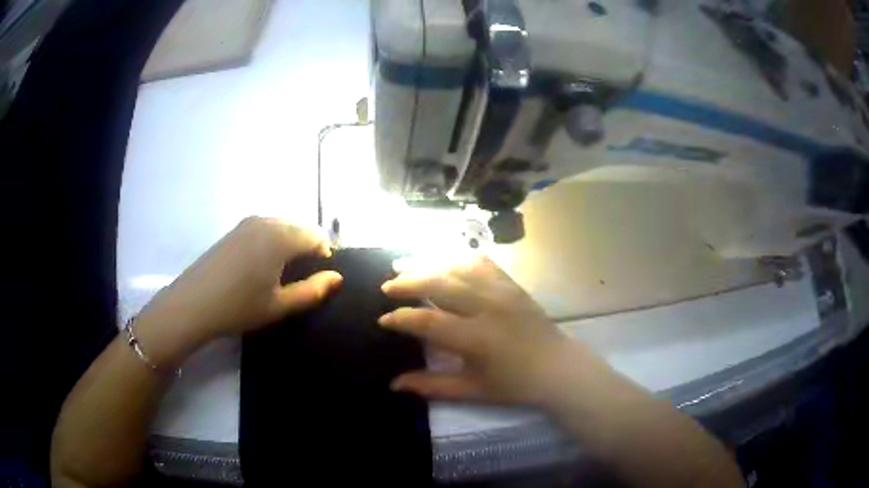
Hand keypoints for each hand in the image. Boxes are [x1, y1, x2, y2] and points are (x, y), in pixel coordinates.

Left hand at [140, 217, 341, 345]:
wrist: (192, 304)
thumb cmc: (238, 307)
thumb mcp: (280, 305)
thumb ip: (313, 290)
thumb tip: (337, 277)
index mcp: (281, 237)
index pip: (317, 237)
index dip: (324, 258)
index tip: (317, 282)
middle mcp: (267, 221)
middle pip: (301, 228)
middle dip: (308, 250)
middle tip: (301, 281)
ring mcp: (248, 222)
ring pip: (283, 227)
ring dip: (291, 246)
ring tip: (281, 276)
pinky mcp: (235, 230)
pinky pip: (266, 229)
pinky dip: (274, 243)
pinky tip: (261, 268)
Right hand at [379, 255, 584, 405]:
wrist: (557, 368)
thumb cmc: (514, 385)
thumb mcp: (471, 390)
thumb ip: (431, 386)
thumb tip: (394, 384)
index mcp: (475, 338)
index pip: (428, 320)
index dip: (401, 318)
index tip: (383, 319)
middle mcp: (487, 307)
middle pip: (439, 284)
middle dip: (408, 282)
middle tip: (388, 285)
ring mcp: (502, 292)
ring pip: (458, 269)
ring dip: (429, 265)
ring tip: (407, 266)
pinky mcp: (513, 286)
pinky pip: (483, 264)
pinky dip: (461, 260)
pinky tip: (447, 261)